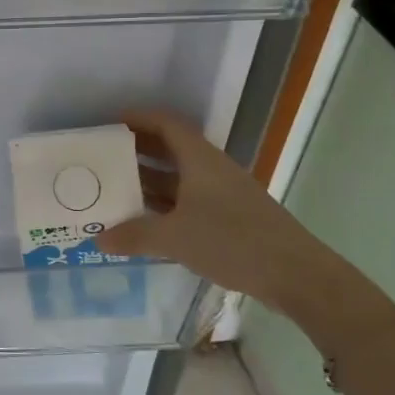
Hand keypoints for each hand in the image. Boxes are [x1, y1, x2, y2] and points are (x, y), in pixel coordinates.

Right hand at [94, 109, 369, 342]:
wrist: (296, 275)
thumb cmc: (233, 241)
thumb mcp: (175, 238)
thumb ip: (135, 236)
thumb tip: (98, 239)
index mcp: (199, 160)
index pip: (166, 124)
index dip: (138, 119)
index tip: (109, 124)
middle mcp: (211, 170)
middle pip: (171, 148)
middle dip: (138, 150)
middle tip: (104, 158)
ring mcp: (223, 194)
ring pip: (180, 177)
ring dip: (150, 180)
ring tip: (116, 188)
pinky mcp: (231, 218)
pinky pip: (189, 200)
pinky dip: (166, 204)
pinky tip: (147, 221)